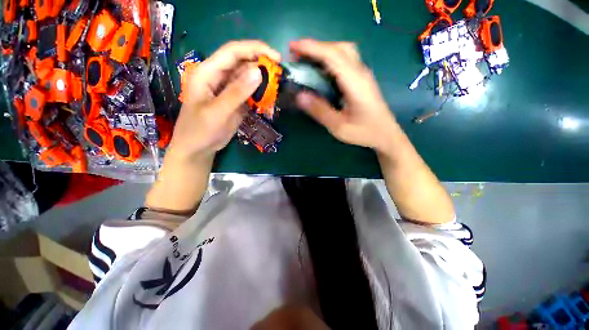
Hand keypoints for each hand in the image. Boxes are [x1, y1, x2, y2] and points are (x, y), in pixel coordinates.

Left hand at [146, 41, 279, 213]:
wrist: (198, 148)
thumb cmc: (200, 130)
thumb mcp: (217, 112)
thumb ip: (236, 92)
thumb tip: (259, 72)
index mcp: (208, 72)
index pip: (233, 52)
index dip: (255, 49)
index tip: (276, 57)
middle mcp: (218, 76)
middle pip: (242, 62)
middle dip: (261, 64)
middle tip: (280, 74)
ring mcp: (228, 89)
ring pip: (247, 77)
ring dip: (263, 80)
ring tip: (277, 86)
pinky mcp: (235, 101)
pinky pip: (250, 92)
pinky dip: (260, 93)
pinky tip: (269, 97)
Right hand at [291, 39, 398, 152]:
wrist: (385, 134)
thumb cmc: (364, 132)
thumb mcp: (339, 126)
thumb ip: (320, 111)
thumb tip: (299, 96)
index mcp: (355, 83)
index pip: (333, 56)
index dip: (312, 48)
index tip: (293, 47)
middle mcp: (361, 73)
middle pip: (339, 48)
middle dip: (316, 46)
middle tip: (298, 54)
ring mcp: (363, 74)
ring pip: (344, 51)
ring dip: (324, 50)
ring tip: (307, 59)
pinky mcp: (362, 79)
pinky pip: (346, 60)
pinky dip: (330, 58)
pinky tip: (321, 69)